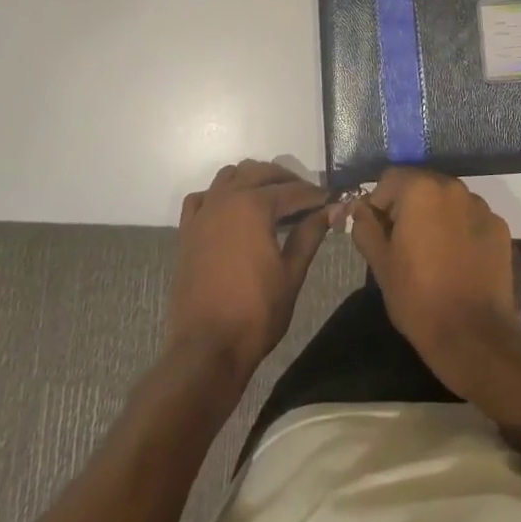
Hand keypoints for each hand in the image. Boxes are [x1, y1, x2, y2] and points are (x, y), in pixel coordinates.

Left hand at [166, 161, 334, 389]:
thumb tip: (333, 210)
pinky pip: (202, 198)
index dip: (315, 195)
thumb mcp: (291, 273)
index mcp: (254, 206)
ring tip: (272, 199)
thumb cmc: (255, 313)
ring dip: (253, 179)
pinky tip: (231, 210)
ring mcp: (203, 214)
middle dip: (286, 180)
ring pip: (229, 176)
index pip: (293, 190)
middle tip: (307, 199)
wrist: (206, 349)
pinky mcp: (187, 232)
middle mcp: (226, 199)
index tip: (332, 200)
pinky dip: (219, 195)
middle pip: (260, 172)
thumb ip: (310, 234)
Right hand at [350, 167, 519, 393]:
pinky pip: (470, 218)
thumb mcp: (380, 263)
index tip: (379, 233)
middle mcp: (453, 187)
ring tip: (432, 254)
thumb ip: (365, 227)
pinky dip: (460, 230)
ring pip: (447, 201)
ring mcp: (481, 206)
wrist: (473, 336)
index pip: (390, 179)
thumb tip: (360, 208)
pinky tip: (457, 261)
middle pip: (421, 185)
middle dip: (408, 207)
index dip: (378, 204)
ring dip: (435, 216)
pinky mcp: (499, 227)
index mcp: (421, 190)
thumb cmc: (418, 297)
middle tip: (402, 244)